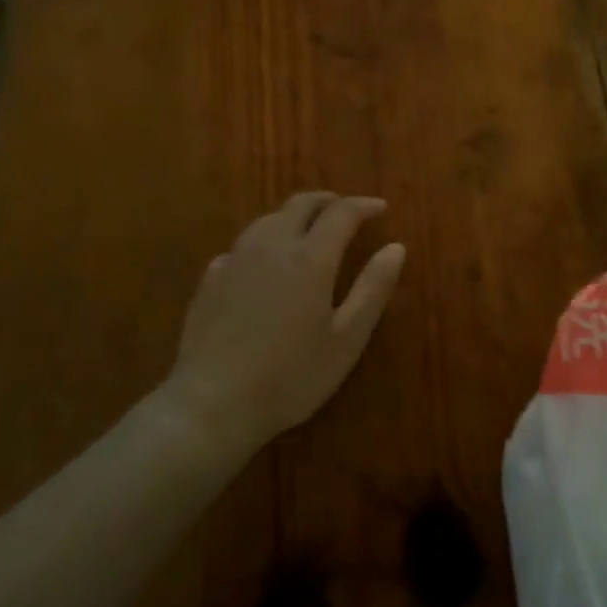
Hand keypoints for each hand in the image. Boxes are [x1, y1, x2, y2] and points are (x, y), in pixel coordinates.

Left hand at [156, 192, 406, 454]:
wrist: (211, 405)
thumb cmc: (290, 376)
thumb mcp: (346, 339)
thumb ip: (373, 289)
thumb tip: (396, 247)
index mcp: (310, 257)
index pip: (342, 213)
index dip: (364, 206)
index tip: (380, 207)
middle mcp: (272, 246)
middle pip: (300, 204)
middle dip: (327, 201)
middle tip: (345, 210)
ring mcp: (236, 260)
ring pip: (268, 219)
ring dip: (294, 216)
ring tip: (308, 230)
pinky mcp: (210, 280)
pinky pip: (242, 246)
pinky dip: (263, 242)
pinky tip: (264, 263)